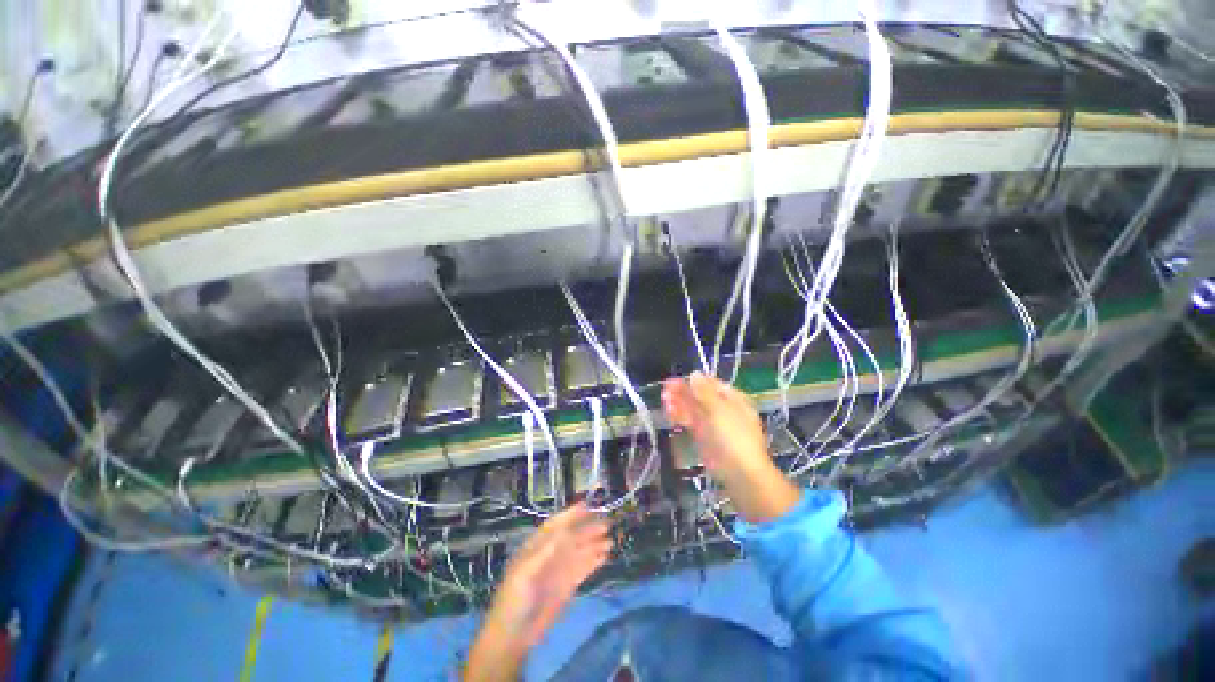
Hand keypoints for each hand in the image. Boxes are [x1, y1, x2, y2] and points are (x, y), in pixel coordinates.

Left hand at [464, 503, 611, 681]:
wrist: (513, 637)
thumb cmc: (513, 601)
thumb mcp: (523, 574)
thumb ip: (543, 553)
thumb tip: (563, 533)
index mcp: (537, 547)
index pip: (556, 525)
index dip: (571, 514)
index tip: (587, 505)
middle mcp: (550, 554)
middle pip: (572, 536)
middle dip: (588, 528)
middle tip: (607, 523)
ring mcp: (560, 569)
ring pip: (580, 551)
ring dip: (595, 544)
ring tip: (611, 539)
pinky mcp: (568, 585)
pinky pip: (583, 568)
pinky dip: (594, 560)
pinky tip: (606, 556)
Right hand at [663, 372, 800, 523]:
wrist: (740, 473)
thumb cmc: (734, 436)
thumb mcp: (720, 409)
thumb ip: (704, 391)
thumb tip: (694, 373)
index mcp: (733, 399)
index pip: (711, 384)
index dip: (693, 381)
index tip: (675, 380)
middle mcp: (722, 409)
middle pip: (700, 396)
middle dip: (683, 391)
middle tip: (665, 389)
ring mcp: (712, 424)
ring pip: (693, 409)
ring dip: (679, 402)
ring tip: (664, 398)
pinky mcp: (703, 438)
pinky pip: (690, 422)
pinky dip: (680, 416)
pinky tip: (669, 411)